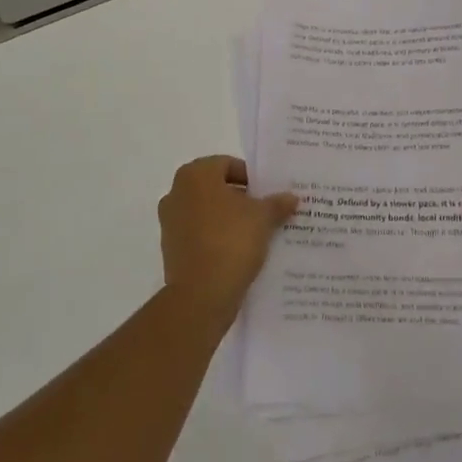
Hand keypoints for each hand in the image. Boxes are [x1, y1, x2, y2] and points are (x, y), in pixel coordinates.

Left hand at [158, 156, 297, 327]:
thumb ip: (276, 203)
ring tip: (256, 234)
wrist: (200, 296)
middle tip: (266, 212)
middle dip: (241, 199)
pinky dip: (217, 239)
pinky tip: (239, 253)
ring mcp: (170, 223)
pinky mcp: (171, 250)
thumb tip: (291, 197)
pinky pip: (200, 236)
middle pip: (216, 188)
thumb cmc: (231, 241)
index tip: (269, 193)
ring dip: (229, 220)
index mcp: (195, 175)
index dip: (251, 178)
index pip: (228, 165)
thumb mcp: (263, 218)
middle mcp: (177, 192)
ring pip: (207, 213)